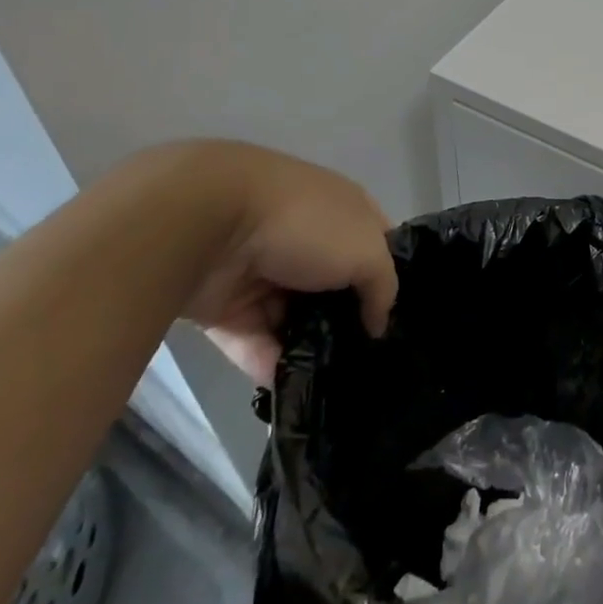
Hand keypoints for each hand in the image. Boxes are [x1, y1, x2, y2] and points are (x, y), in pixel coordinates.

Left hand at [176, 144, 397, 383]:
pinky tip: (292, 392)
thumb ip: (383, 286)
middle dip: (347, 319)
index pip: (375, 243)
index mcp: (342, 210)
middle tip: (365, 361)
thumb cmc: (306, 224)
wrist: (208, 222)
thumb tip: (377, 323)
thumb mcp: (367, 250)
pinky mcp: (225, 304)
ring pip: (293, 316)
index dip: (387, 276)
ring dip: (308, 347)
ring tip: (332, 386)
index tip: (394, 317)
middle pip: (334, 285)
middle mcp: (306, 237)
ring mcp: (264, 270)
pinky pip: (254, 339)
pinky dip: (269, 364)